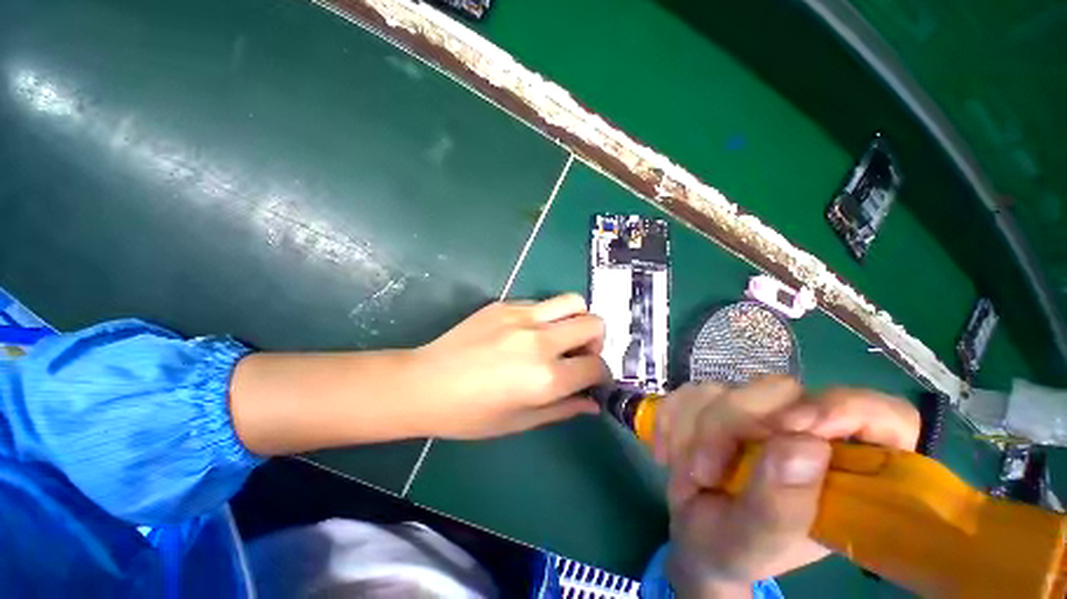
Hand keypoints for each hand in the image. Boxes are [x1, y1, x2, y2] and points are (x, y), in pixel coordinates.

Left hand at [406, 294, 609, 438]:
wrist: (425, 383)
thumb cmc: (471, 414)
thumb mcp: (521, 421)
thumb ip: (563, 409)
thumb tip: (593, 403)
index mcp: (545, 378)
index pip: (596, 366)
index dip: (602, 375)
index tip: (595, 379)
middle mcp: (540, 341)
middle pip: (594, 323)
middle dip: (596, 341)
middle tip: (580, 355)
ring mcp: (522, 316)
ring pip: (573, 301)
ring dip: (577, 319)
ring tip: (562, 336)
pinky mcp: (505, 303)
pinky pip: (542, 303)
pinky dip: (548, 317)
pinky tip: (529, 332)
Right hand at [656, 377, 919, 596]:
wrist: (693, 538)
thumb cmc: (732, 551)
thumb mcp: (755, 544)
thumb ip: (782, 506)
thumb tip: (806, 443)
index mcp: (842, 471)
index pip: (883, 417)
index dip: (848, 409)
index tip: (794, 426)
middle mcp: (802, 432)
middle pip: (779, 392)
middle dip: (729, 426)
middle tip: (704, 472)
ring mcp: (755, 414)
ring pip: (722, 389)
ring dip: (692, 431)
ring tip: (687, 474)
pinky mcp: (716, 404)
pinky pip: (687, 393)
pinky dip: (670, 422)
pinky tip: (668, 453)